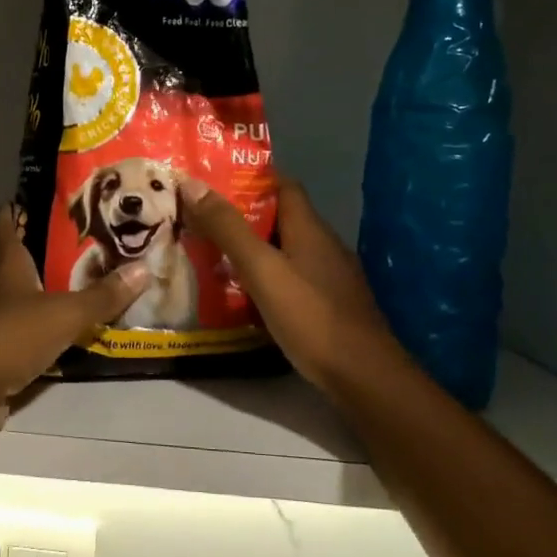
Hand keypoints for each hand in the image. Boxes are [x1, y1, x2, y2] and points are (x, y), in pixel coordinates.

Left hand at [0, 203, 151, 454]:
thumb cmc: (8, 337)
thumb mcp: (64, 315)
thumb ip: (102, 296)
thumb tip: (143, 269)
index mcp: (3, 266)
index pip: (2, 225)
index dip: (13, 210)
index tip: (33, 199)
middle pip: (5, 264)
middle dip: (32, 257)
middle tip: (72, 252)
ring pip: (9, 302)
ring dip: (34, 299)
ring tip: (73, 294)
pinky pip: (13, 338)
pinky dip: (33, 336)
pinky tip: (60, 341)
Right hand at [180, 175, 403, 395]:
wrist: (364, 377)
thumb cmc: (311, 316)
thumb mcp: (262, 269)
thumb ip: (228, 228)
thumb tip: (192, 183)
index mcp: (310, 228)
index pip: (283, 185)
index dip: (251, 179)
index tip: (214, 182)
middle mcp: (324, 246)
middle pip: (281, 218)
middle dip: (243, 217)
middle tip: (201, 222)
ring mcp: (331, 278)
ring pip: (285, 251)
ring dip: (253, 250)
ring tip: (213, 257)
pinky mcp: (330, 306)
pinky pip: (292, 279)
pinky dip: (267, 279)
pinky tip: (245, 296)